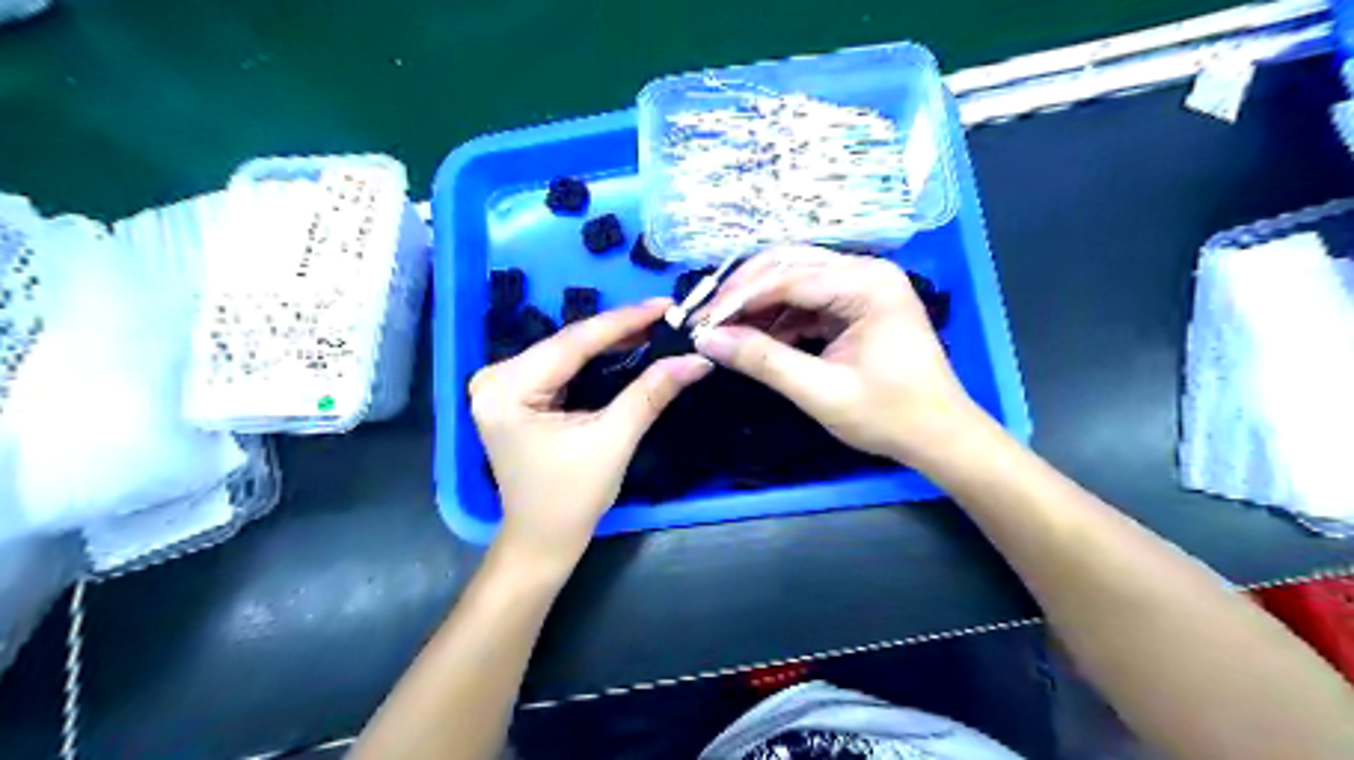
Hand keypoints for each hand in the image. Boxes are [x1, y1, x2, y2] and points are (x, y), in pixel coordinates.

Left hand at [473, 300, 712, 573]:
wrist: (542, 539)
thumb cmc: (572, 498)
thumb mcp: (614, 440)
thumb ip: (651, 393)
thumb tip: (696, 360)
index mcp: (508, 390)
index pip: (573, 343)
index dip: (623, 321)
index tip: (664, 304)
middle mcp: (494, 379)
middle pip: (567, 344)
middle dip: (618, 329)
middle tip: (664, 315)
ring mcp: (499, 386)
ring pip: (565, 352)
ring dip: (607, 341)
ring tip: (651, 326)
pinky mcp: (513, 395)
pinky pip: (559, 366)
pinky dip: (592, 359)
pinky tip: (623, 347)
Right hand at [698, 243, 984, 469]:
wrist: (938, 435)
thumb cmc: (888, 415)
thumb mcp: (821, 391)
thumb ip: (763, 361)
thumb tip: (707, 341)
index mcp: (867, 284)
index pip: (787, 277)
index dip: (738, 298)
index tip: (701, 323)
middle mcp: (865, 271)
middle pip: (789, 265)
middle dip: (744, 292)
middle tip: (707, 321)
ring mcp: (863, 286)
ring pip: (794, 279)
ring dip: (759, 305)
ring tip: (726, 333)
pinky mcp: (857, 305)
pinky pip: (807, 300)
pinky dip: (779, 318)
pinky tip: (758, 340)